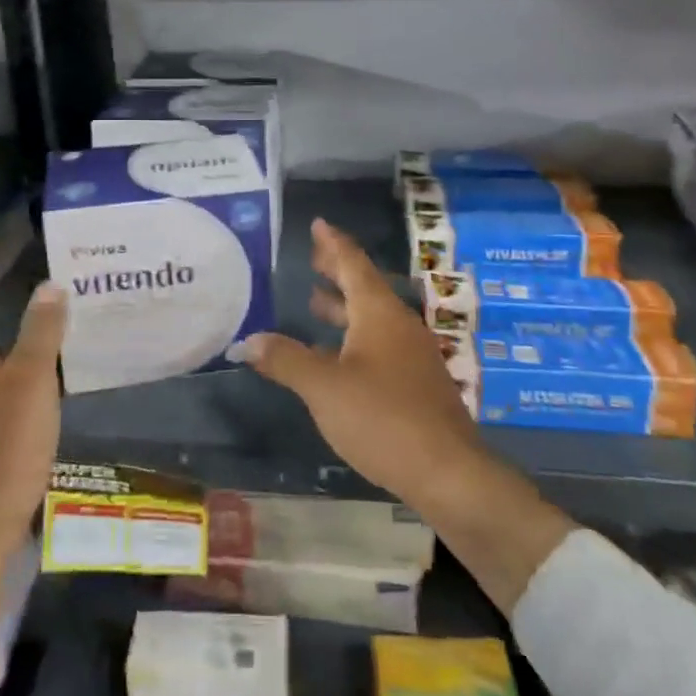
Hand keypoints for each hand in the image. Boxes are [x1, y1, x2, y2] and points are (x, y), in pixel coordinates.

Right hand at [250, 218, 484, 509]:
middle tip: (313, 257)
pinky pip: (379, 343)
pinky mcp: (416, 382)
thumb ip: (286, 360)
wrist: (448, 472)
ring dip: (344, 306)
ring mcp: (412, 354)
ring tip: (316, 301)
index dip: (333, 244)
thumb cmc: (383, 419)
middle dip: (337, 271)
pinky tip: (337, 356)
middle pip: (364, 287)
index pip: (353, 264)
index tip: (319, 223)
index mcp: (379, 314)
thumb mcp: (324, 388)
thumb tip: (248, 340)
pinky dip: (353, 336)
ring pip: (372, 318)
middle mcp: (399, 325)